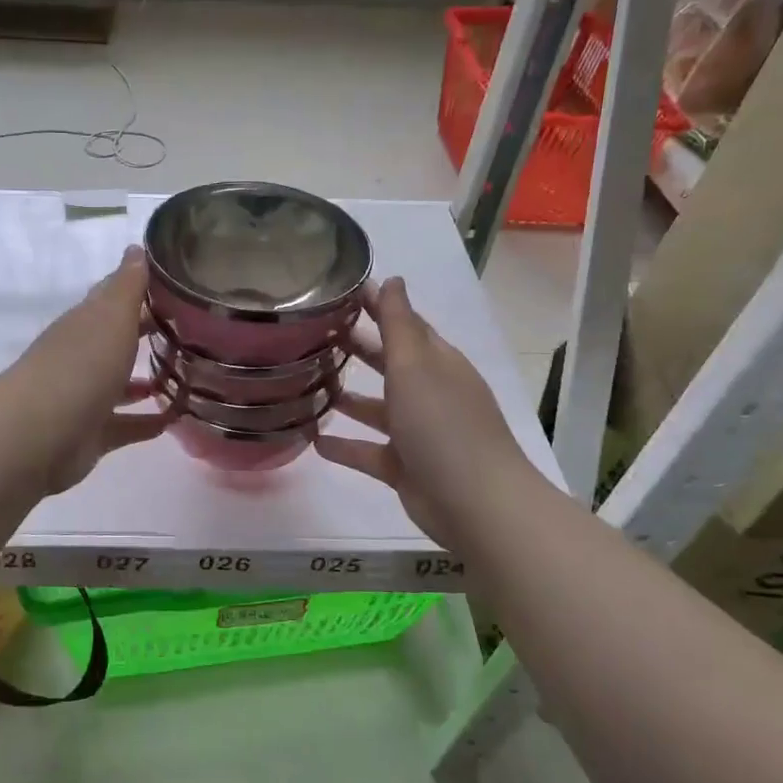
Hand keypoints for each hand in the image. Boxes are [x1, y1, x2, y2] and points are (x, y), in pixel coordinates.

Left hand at [0, 247, 172, 495]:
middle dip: (146, 336)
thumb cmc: (80, 366)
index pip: (113, 299)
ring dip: (146, 381)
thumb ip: (127, 286)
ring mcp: (85, 397)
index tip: (178, 288)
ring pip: (120, 384)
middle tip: (191, 334)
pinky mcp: (91, 435)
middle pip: (117, 341)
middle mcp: (82, 357)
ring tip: (186, 378)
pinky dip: (147, 422)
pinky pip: (125, 425)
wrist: (39, 435)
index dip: (141, 291)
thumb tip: (136, 248)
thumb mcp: (110, 317)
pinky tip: (176, 419)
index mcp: (85, 323)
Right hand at [317, 277, 543, 556]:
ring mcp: (417, 433)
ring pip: (377, 409)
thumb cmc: (443, 425)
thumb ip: (398, 324)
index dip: (378, 306)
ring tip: (307, 386)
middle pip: (390, 364)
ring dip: (348, 398)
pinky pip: (368, 452)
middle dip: (359, 348)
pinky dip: (345, 446)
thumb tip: (392, 279)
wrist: (475, 503)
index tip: (340, 292)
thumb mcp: (416, 366)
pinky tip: (314, 441)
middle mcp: (429, 393)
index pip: (406, 325)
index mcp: (438, 363)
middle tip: (314, 334)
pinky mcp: (404, 467)